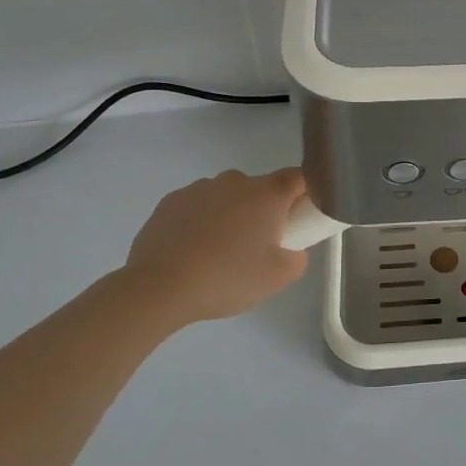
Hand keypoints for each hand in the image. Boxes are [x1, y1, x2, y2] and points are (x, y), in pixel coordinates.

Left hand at [114, 168, 310, 325]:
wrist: (158, 287)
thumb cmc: (227, 277)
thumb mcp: (278, 277)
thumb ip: (297, 258)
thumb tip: (290, 250)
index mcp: (267, 193)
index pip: (299, 178)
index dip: (307, 193)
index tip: (302, 217)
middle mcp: (235, 181)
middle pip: (260, 189)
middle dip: (264, 211)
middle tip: (259, 247)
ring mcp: (199, 188)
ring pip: (227, 197)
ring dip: (230, 216)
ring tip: (218, 254)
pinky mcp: (170, 202)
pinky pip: (197, 207)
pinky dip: (201, 223)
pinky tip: (191, 253)